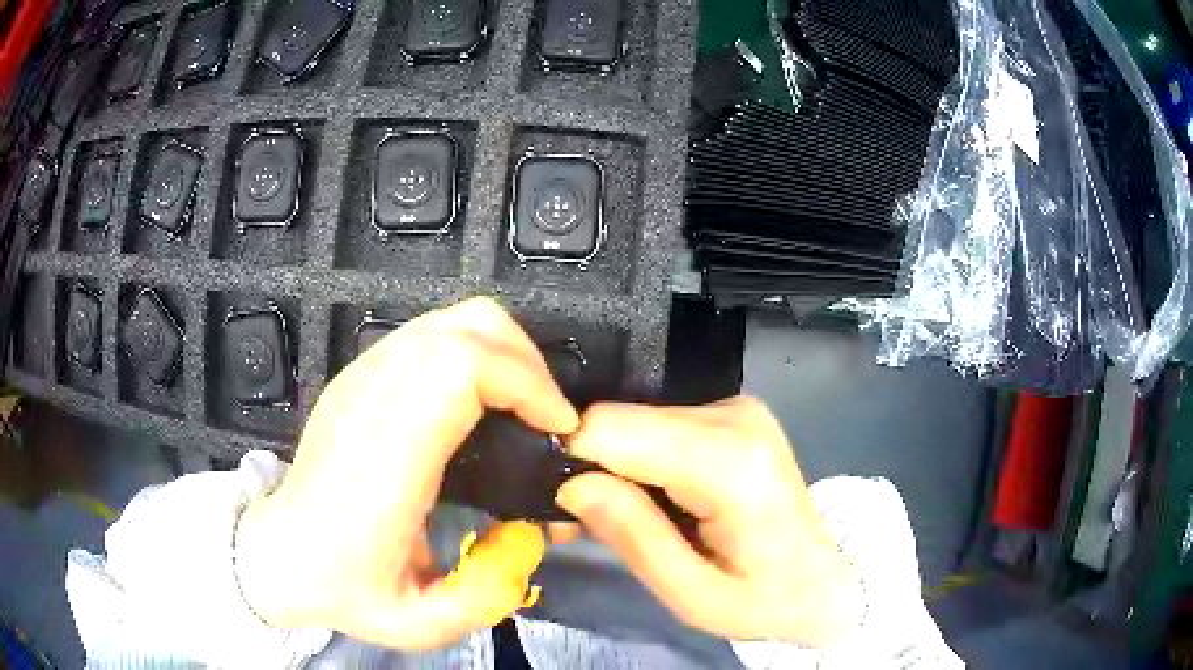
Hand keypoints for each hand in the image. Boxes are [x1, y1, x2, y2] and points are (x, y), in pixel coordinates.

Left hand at [235, 297, 578, 649]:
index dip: (525, 382)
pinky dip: (473, 353)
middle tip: (547, 414)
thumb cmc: (344, 588)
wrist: (281, 554)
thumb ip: (488, 593)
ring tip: (522, 406)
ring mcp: (360, 379)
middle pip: (465, 327)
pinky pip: (430, 335)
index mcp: (385, 457)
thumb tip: (532, 536)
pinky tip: (479, 403)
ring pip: (450, 321)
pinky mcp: (358, 376)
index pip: (461, 367)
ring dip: (502, 353)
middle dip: (526, 360)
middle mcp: (370, 401)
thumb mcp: (418, 623)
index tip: (557, 425)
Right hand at [557, 396, 863, 647]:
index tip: (568, 510)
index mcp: (729, 463)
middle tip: (593, 524)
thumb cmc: (764, 600)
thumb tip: (571, 484)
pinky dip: (644, 460)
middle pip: (621, 421)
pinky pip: (659, 425)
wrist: (827, 579)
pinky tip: (659, 498)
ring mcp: (736, 407)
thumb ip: (633, 536)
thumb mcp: (692, 595)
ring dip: (619, 467)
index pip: (613, 428)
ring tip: (633, 518)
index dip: (576, 464)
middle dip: (595, 469)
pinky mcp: (732, 411)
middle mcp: (733, 416)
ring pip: (635, 420)